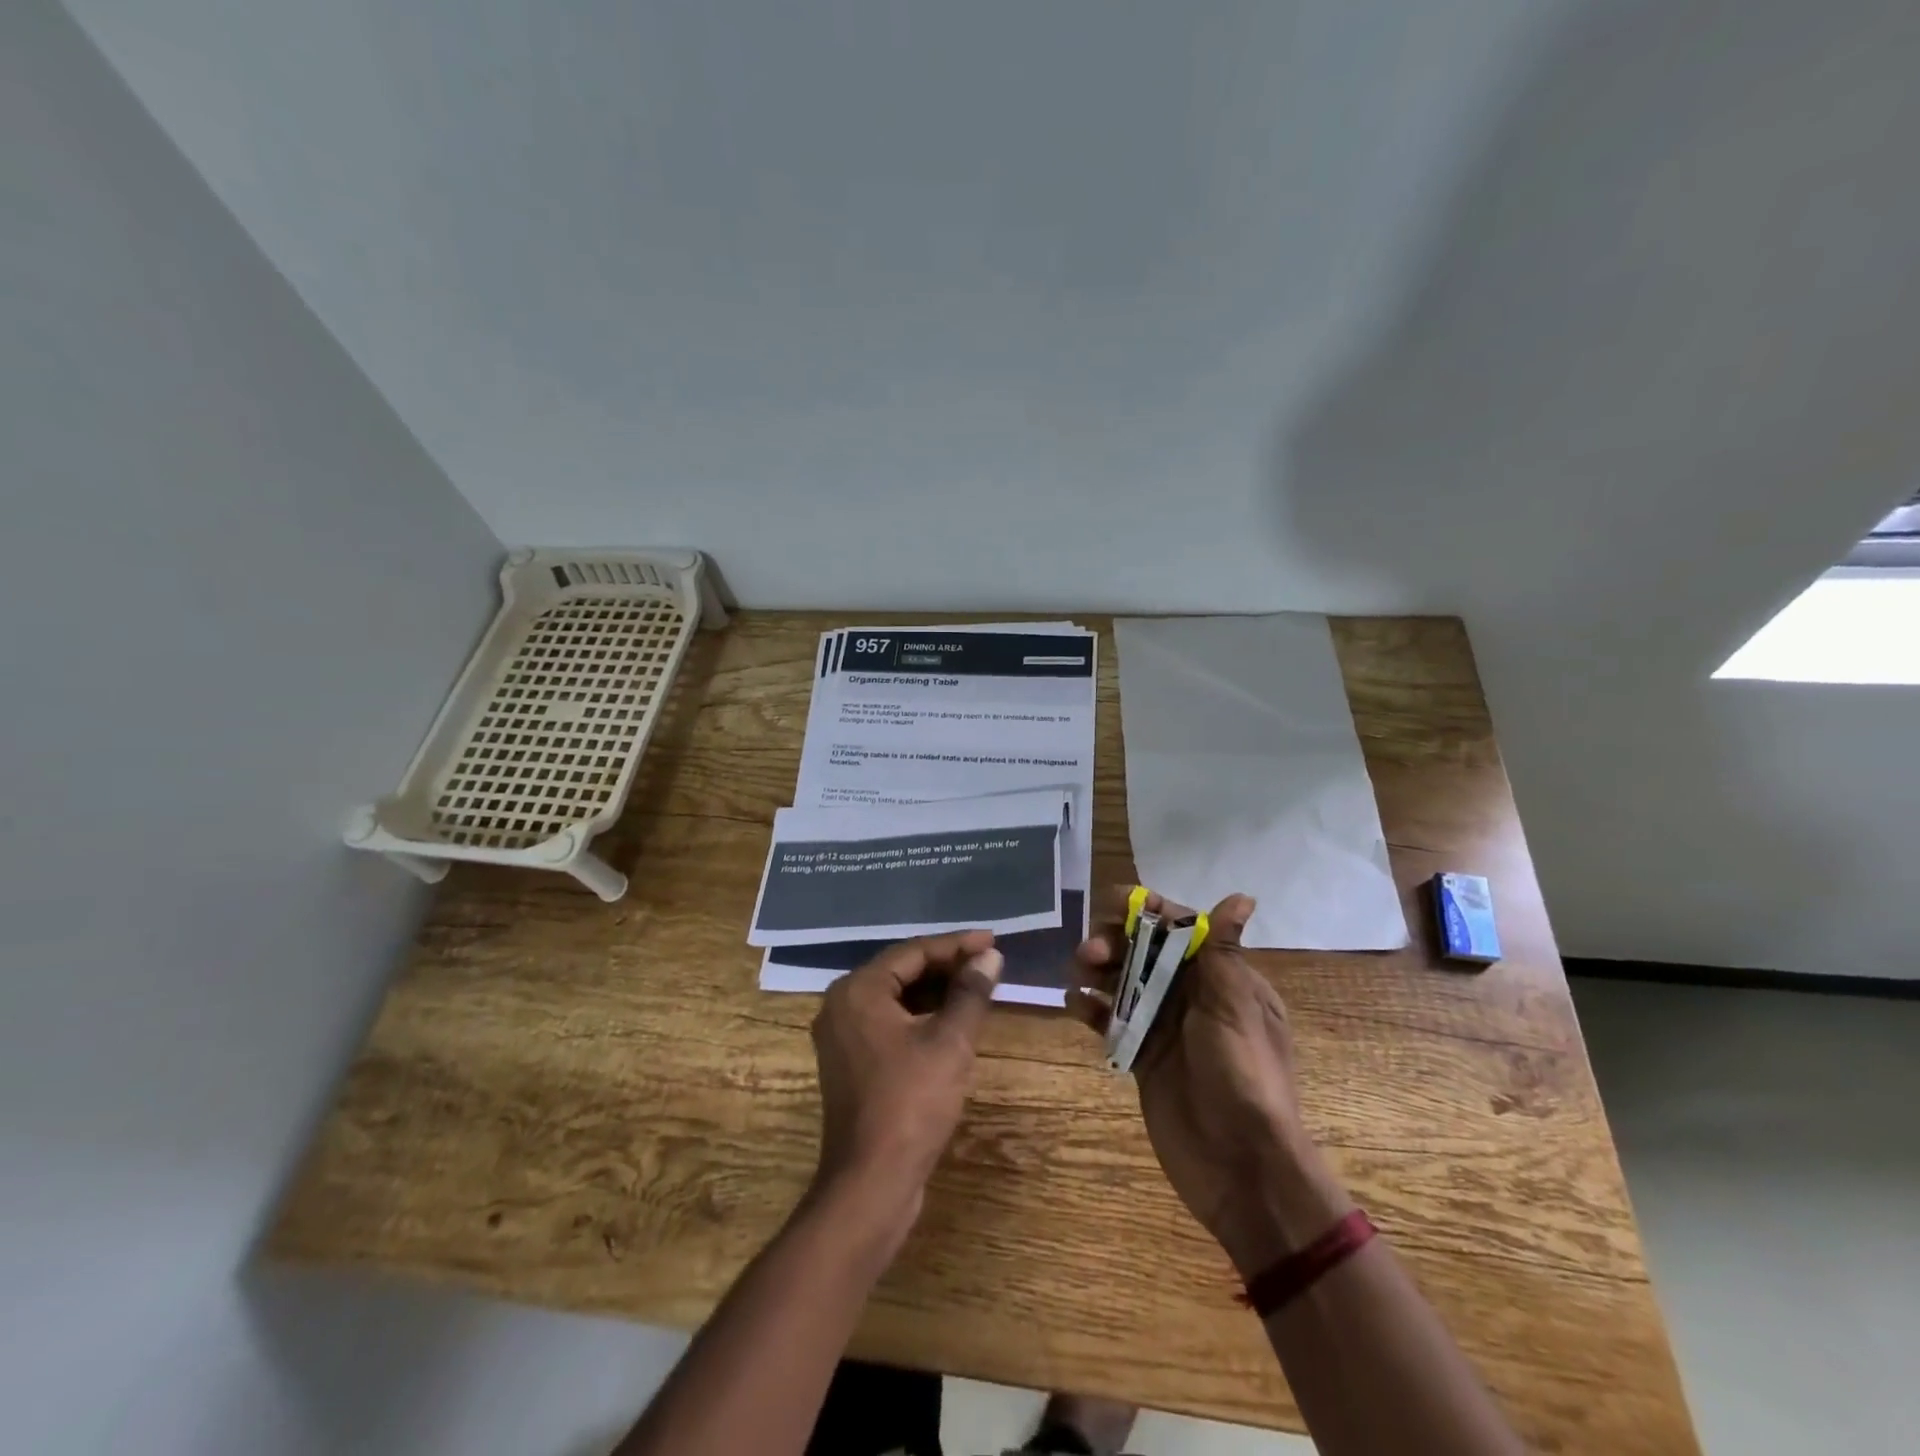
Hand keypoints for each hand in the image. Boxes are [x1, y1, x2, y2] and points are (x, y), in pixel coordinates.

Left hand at [808, 930, 1003, 1253]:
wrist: (870, 1184)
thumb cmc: (911, 1103)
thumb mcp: (949, 1043)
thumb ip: (970, 993)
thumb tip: (990, 956)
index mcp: (858, 990)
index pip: (913, 951)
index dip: (957, 945)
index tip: (993, 941)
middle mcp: (842, 1005)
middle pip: (902, 971)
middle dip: (947, 966)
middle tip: (989, 963)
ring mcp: (843, 1036)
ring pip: (896, 998)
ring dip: (936, 992)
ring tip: (977, 987)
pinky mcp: (851, 1063)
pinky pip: (889, 1023)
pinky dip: (921, 1017)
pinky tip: (952, 1021)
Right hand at [1069, 890, 1351, 1274]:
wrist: (1242, 1168)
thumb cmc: (1242, 1076)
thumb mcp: (1235, 1007)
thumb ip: (1223, 951)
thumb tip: (1242, 896)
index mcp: (1222, 978)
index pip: (1182, 929)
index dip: (1149, 912)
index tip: (1113, 903)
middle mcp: (1192, 995)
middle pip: (1145, 951)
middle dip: (1115, 942)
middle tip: (1090, 953)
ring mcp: (1164, 1026)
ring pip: (1123, 981)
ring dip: (1098, 970)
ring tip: (1078, 974)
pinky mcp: (1141, 1056)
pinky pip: (1111, 1020)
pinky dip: (1090, 1008)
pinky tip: (1073, 1005)